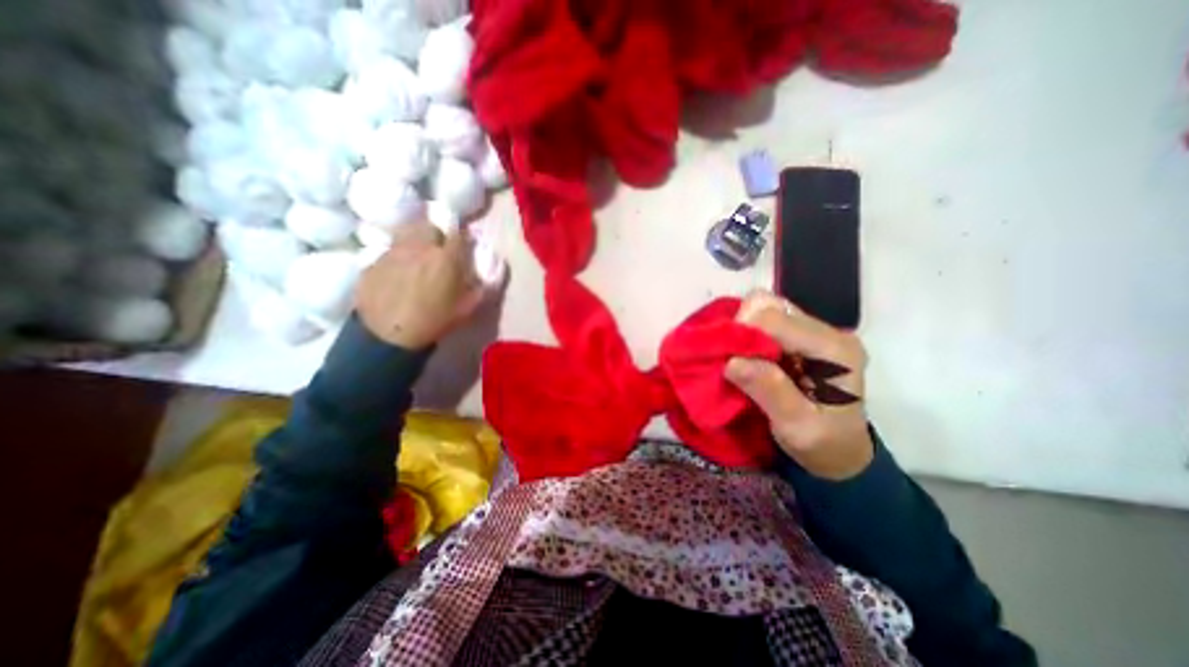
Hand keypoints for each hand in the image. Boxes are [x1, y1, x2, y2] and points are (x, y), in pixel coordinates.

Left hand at [354, 222, 485, 352]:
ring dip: (416, 242)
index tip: (463, 247)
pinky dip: (396, 258)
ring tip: (417, 258)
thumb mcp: (466, 309)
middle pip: (430, 227)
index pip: (458, 235)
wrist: (388, 336)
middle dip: (437, 235)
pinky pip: (389, 252)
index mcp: (446, 258)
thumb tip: (485, 278)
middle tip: (438, 250)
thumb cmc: (434, 322)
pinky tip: (397, 274)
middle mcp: (419, 247)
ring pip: (407, 235)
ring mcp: (393, 252)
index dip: (462, 239)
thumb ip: (479, 289)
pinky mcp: (373, 261)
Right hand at [726, 292, 869, 480]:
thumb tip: (731, 362)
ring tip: (741, 359)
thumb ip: (770, 391)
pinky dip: (748, 334)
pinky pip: (765, 321)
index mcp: (834, 349)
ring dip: (744, 330)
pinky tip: (748, 356)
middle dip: (741, 328)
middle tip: (733, 358)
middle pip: (770, 306)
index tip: (728, 362)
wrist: (842, 452)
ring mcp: (815, 331)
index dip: (743, 334)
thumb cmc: (824, 444)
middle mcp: (827, 331)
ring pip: (765, 308)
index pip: (775, 319)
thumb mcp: (798, 428)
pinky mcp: (801, 336)